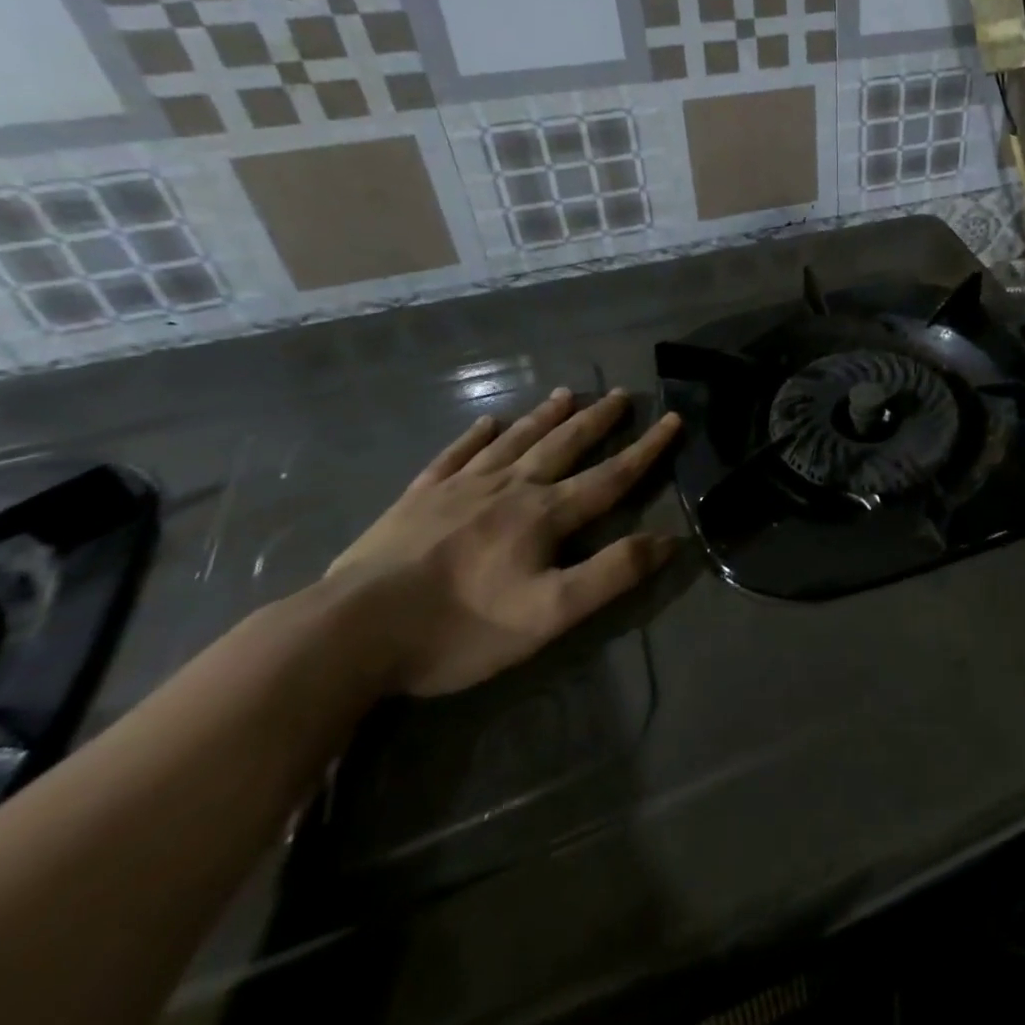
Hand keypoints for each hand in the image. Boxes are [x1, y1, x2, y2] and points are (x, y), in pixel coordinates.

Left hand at [327, 387, 680, 696]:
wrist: (352, 631)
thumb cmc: (460, 626)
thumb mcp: (550, 613)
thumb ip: (612, 573)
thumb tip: (669, 540)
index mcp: (545, 514)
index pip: (611, 475)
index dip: (647, 449)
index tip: (673, 418)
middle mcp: (510, 488)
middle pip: (563, 445)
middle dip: (597, 420)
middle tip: (619, 394)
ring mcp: (460, 488)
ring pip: (513, 441)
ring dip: (544, 417)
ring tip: (566, 393)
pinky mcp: (417, 499)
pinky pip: (454, 456)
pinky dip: (475, 436)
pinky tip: (485, 422)